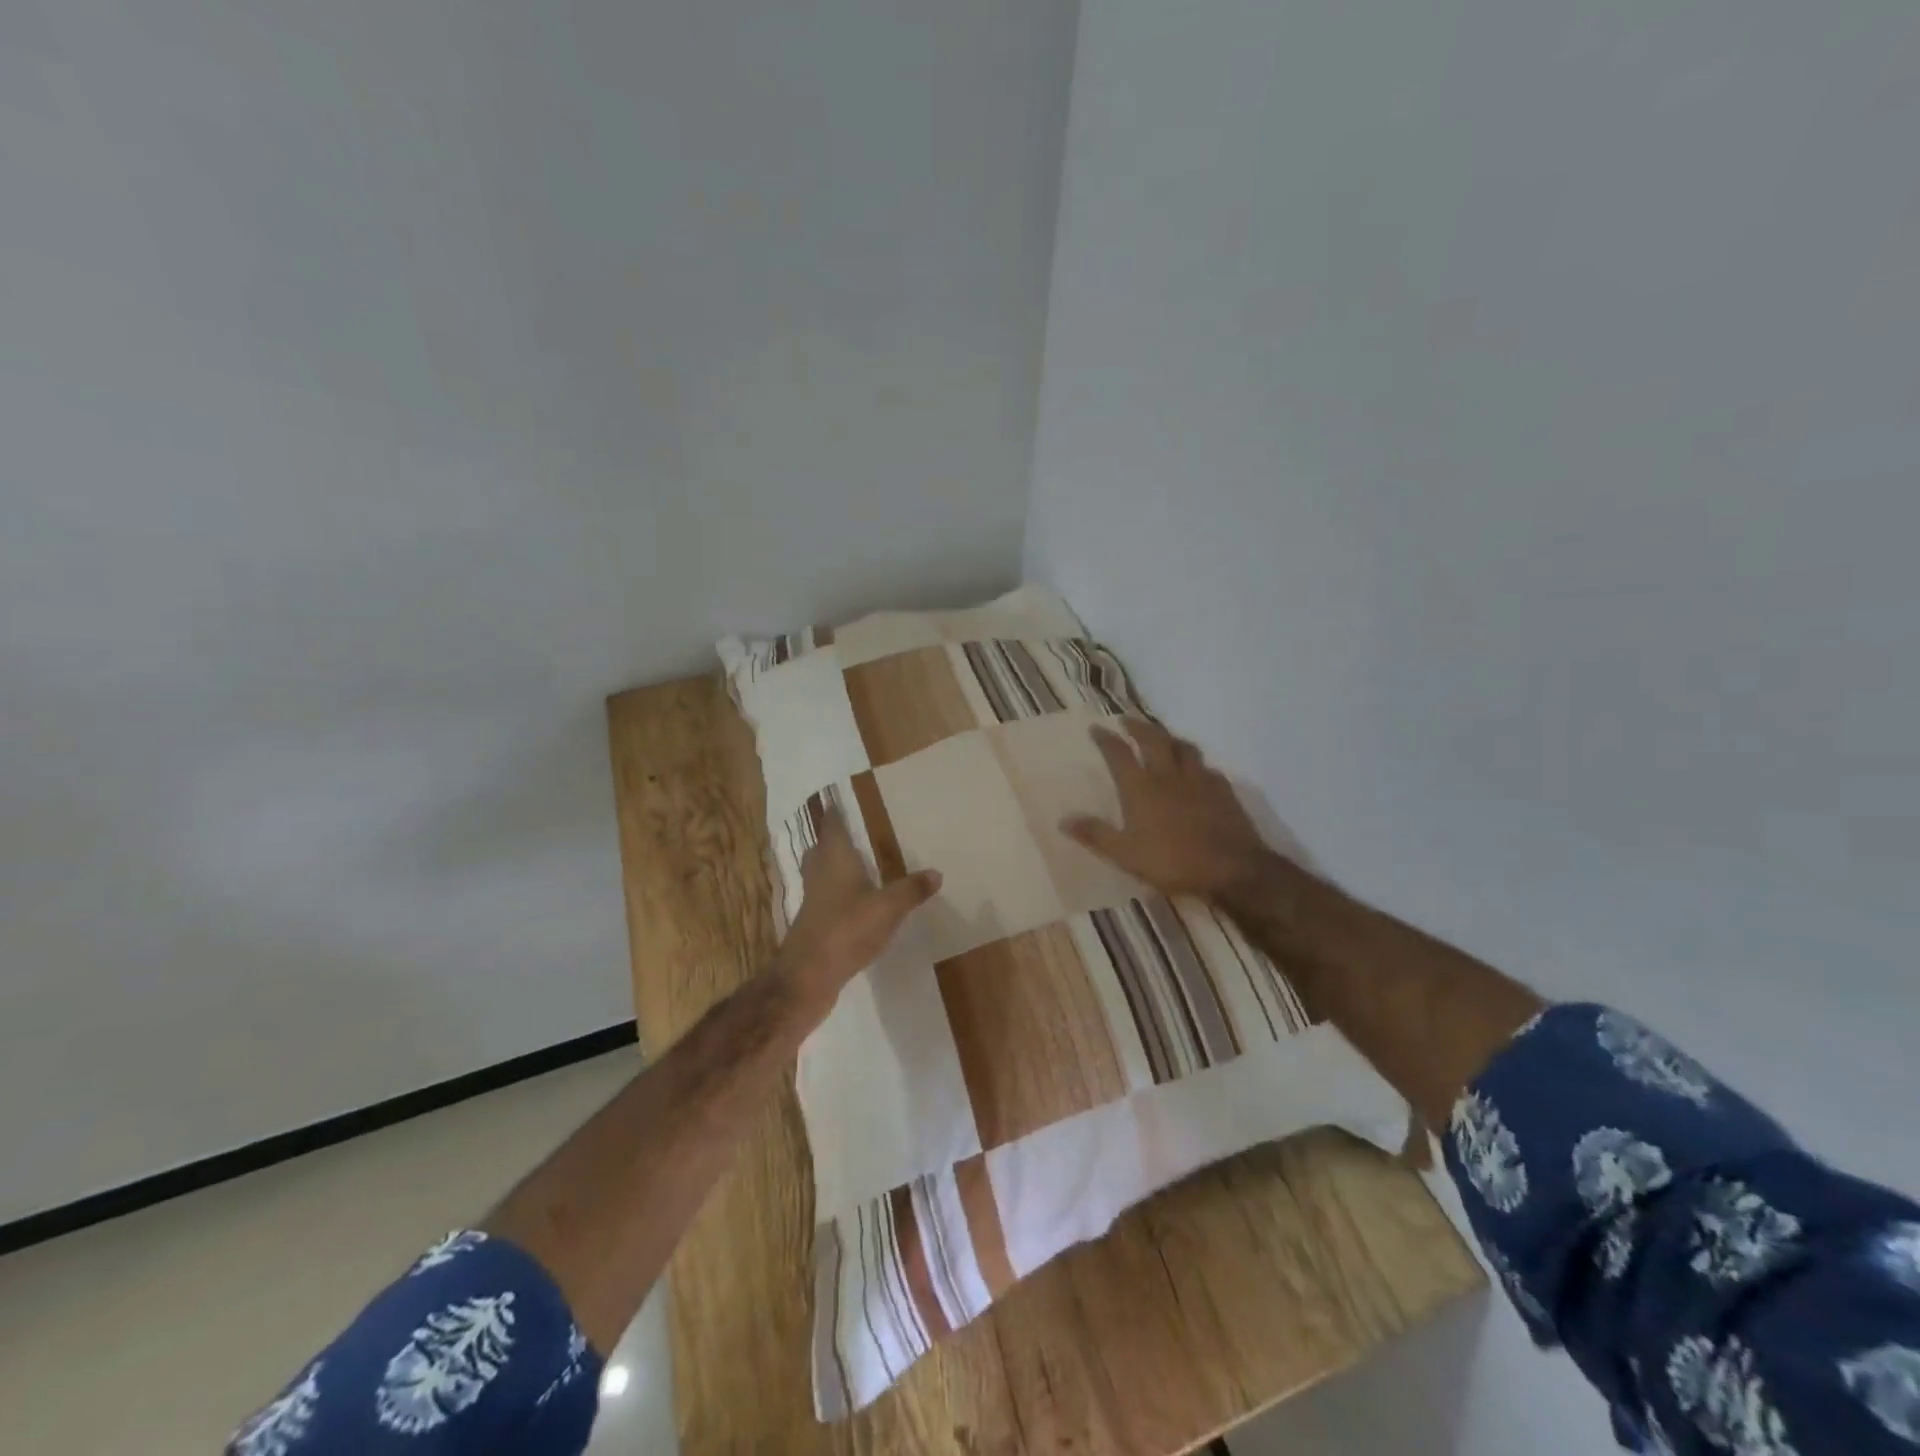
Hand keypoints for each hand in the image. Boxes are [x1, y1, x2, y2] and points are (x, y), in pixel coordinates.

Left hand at [777, 807, 941, 1021]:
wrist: (808, 975)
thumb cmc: (847, 929)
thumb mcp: (889, 908)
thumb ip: (911, 889)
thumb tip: (936, 872)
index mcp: (835, 858)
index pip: (832, 826)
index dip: (835, 813)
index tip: (840, 801)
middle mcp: (820, 873)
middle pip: (821, 848)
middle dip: (833, 840)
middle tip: (852, 833)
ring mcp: (813, 899)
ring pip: (821, 873)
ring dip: (834, 867)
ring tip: (857, 864)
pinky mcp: (813, 923)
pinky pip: (825, 897)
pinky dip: (837, 893)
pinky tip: (854, 902)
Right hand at [1063, 718, 1273, 902]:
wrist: (1231, 868)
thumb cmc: (1172, 861)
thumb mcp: (1125, 854)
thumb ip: (1095, 834)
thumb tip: (1064, 820)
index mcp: (1140, 787)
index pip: (1119, 753)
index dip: (1106, 739)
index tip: (1097, 728)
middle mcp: (1168, 774)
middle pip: (1153, 739)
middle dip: (1138, 726)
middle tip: (1127, 720)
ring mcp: (1198, 778)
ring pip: (1183, 746)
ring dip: (1169, 737)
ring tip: (1162, 737)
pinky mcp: (1222, 789)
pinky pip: (1206, 766)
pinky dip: (1196, 762)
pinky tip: (1196, 770)